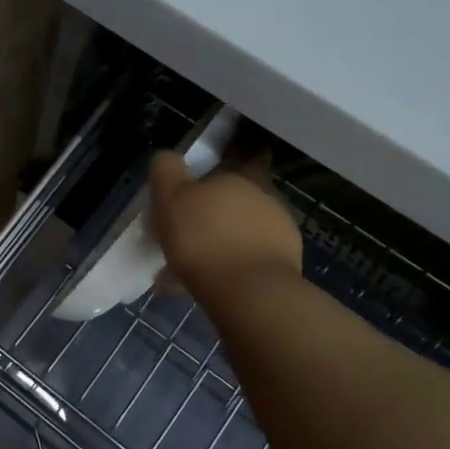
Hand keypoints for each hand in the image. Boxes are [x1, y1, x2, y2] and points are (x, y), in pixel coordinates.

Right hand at [148, 151, 303, 298]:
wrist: (250, 294)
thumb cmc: (204, 237)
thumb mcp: (171, 196)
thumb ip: (166, 170)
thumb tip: (167, 158)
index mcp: (243, 177)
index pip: (244, 154)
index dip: (227, 160)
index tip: (204, 178)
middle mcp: (267, 199)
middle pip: (236, 197)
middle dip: (212, 211)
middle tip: (182, 229)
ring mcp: (280, 234)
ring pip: (239, 232)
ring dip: (216, 243)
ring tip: (182, 267)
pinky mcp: (283, 267)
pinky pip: (244, 261)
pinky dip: (224, 268)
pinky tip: (198, 285)